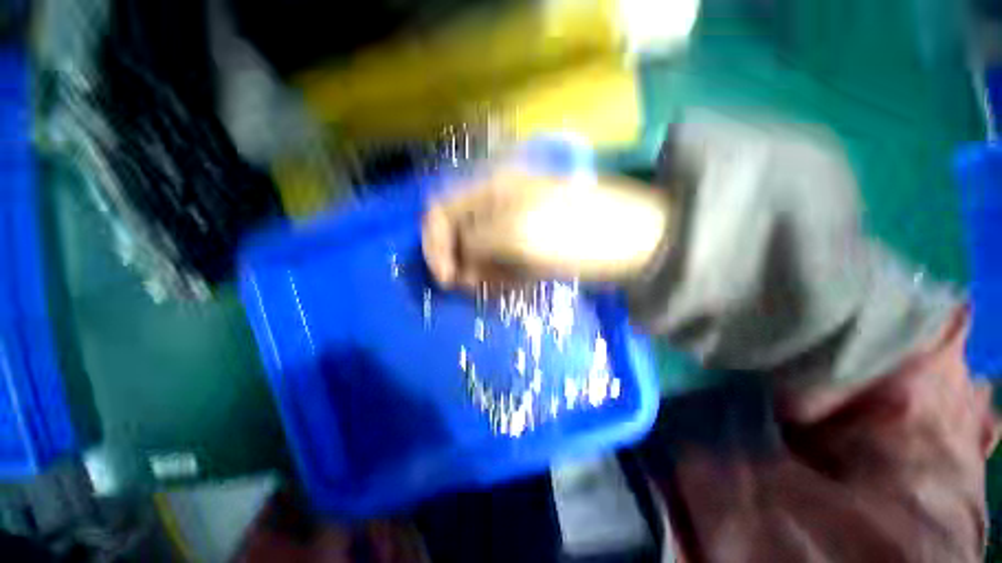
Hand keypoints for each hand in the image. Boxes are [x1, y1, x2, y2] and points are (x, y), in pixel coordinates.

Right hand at [421, 168, 671, 289]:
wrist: (633, 244)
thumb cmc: (575, 233)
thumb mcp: (517, 232)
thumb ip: (476, 240)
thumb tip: (455, 258)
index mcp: (492, 191)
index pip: (441, 211)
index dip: (434, 243)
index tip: (447, 278)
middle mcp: (497, 207)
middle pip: (458, 236)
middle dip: (463, 265)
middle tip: (480, 287)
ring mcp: (514, 229)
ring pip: (479, 255)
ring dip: (484, 275)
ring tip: (507, 285)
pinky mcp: (528, 249)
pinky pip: (501, 266)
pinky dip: (503, 279)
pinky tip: (520, 284)